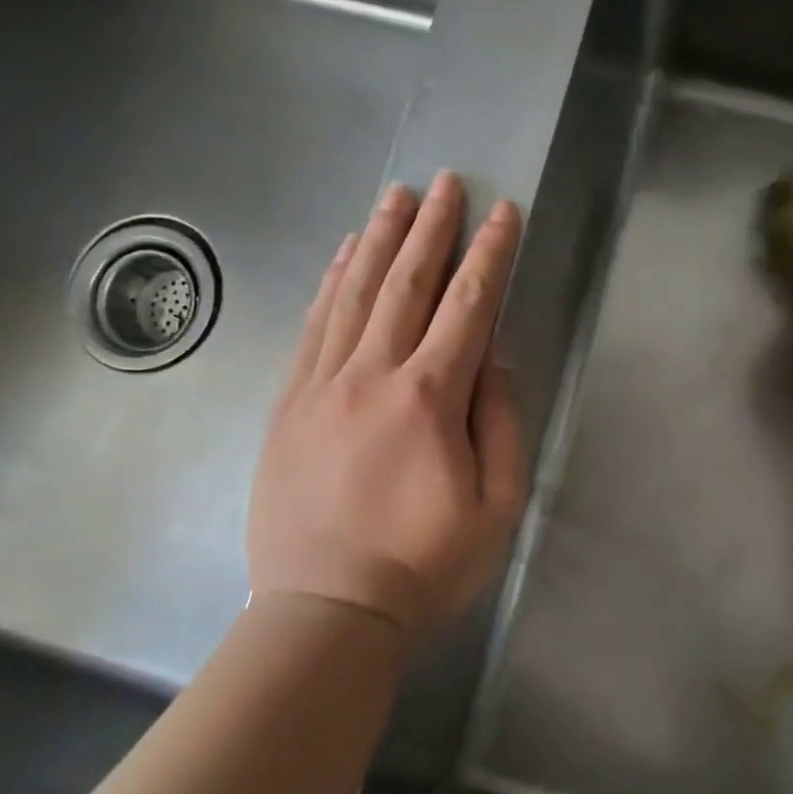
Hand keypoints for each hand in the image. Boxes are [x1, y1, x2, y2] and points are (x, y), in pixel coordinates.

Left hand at [247, 173, 528, 638]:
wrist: (327, 611)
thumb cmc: (425, 566)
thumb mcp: (496, 506)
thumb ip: (499, 422)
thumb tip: (494, 356)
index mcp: (429, 398)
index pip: (469, 307)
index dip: (491, 255)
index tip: (504, 212)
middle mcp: (372, 374)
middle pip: (407, 283)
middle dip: (433, 228)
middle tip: (448, 182)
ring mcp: (321, 384)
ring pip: (354, 292)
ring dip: (380, 239)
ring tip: (397, 196)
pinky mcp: (288, 403)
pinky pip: (313, 326)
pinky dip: (331, 282)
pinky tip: (345, 255)